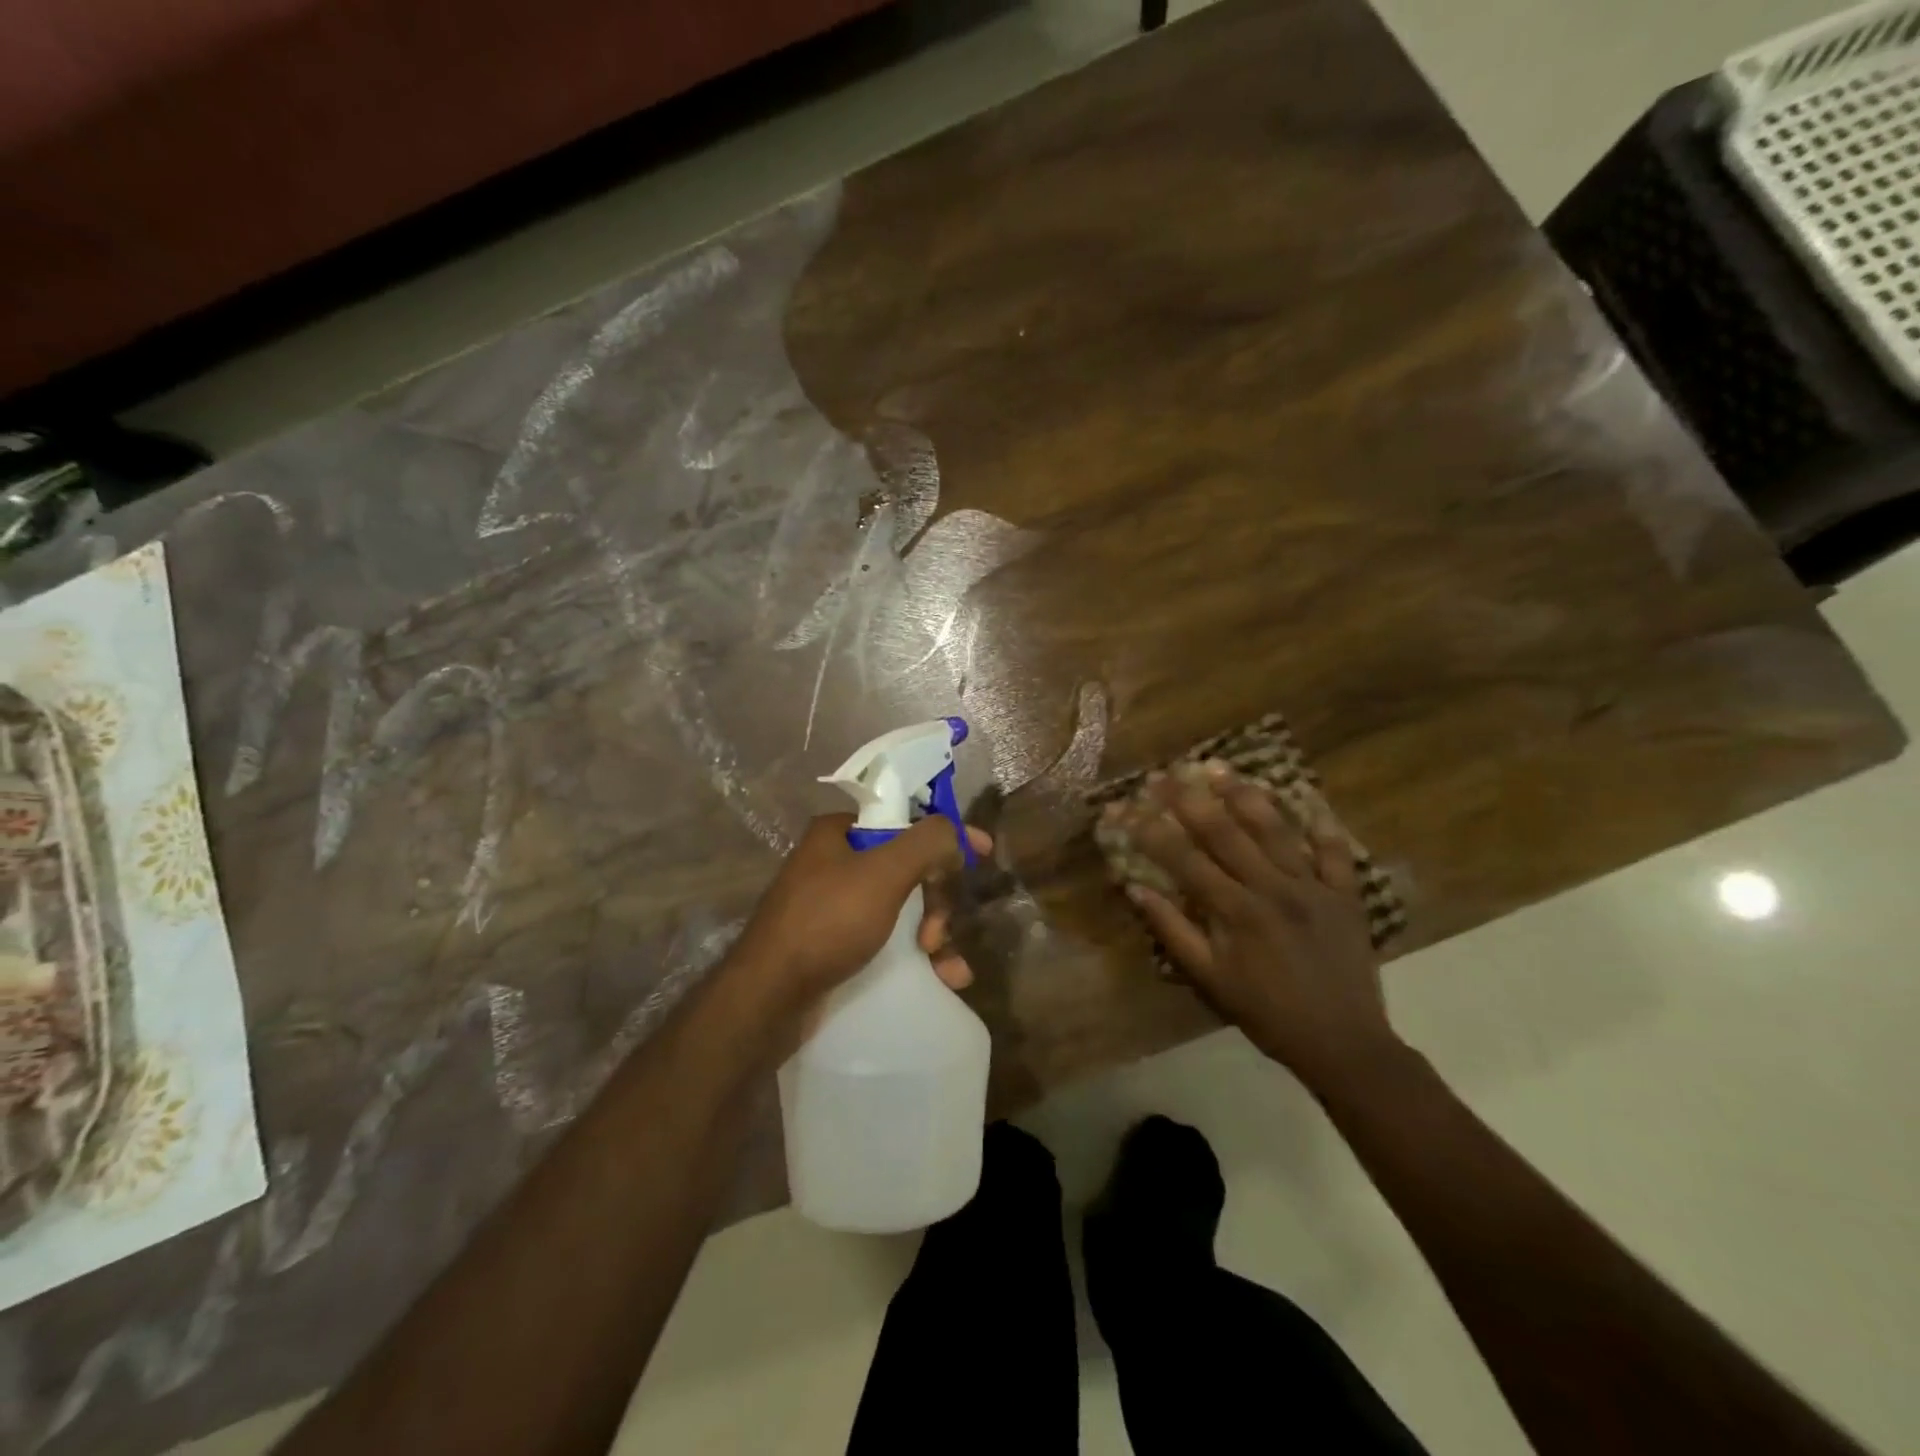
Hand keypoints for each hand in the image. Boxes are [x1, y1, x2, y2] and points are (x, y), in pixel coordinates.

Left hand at [729, 813, 988, 1031]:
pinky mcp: (834, 946)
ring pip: (902, 909)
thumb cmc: (827, 922)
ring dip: (934, 935)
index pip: (903, 820)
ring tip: (947, 967)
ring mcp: (833, 907)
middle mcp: (833, 863)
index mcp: (837, 833)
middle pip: (907, 868)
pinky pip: (887, 941)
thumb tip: (959, 834)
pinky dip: (916, 958)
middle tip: (940, 932)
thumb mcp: (884, 873)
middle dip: (936, 901)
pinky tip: (942, 980)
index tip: (981, 853)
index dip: (944, 836)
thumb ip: (927, 843)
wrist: (768, 998)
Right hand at [1108, 761, 1400, 1093]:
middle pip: (1225, 833)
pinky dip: (1321, 822)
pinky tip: (1304, 796)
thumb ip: (1174, 931)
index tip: (1125, 806)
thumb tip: (1136, 889)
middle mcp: (1273, 889)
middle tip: (1165, 773)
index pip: (1184, 859)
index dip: (1150, 830)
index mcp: (1236, 912)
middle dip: (1189, 799)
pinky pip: (1334, 850)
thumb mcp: (1210, 980)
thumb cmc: (1267, 1013)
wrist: (1343, 1043)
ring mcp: (1313, 887)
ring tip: (1219, 768)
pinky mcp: (1346, 894)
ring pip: (1275, 830)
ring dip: (1244, 795)